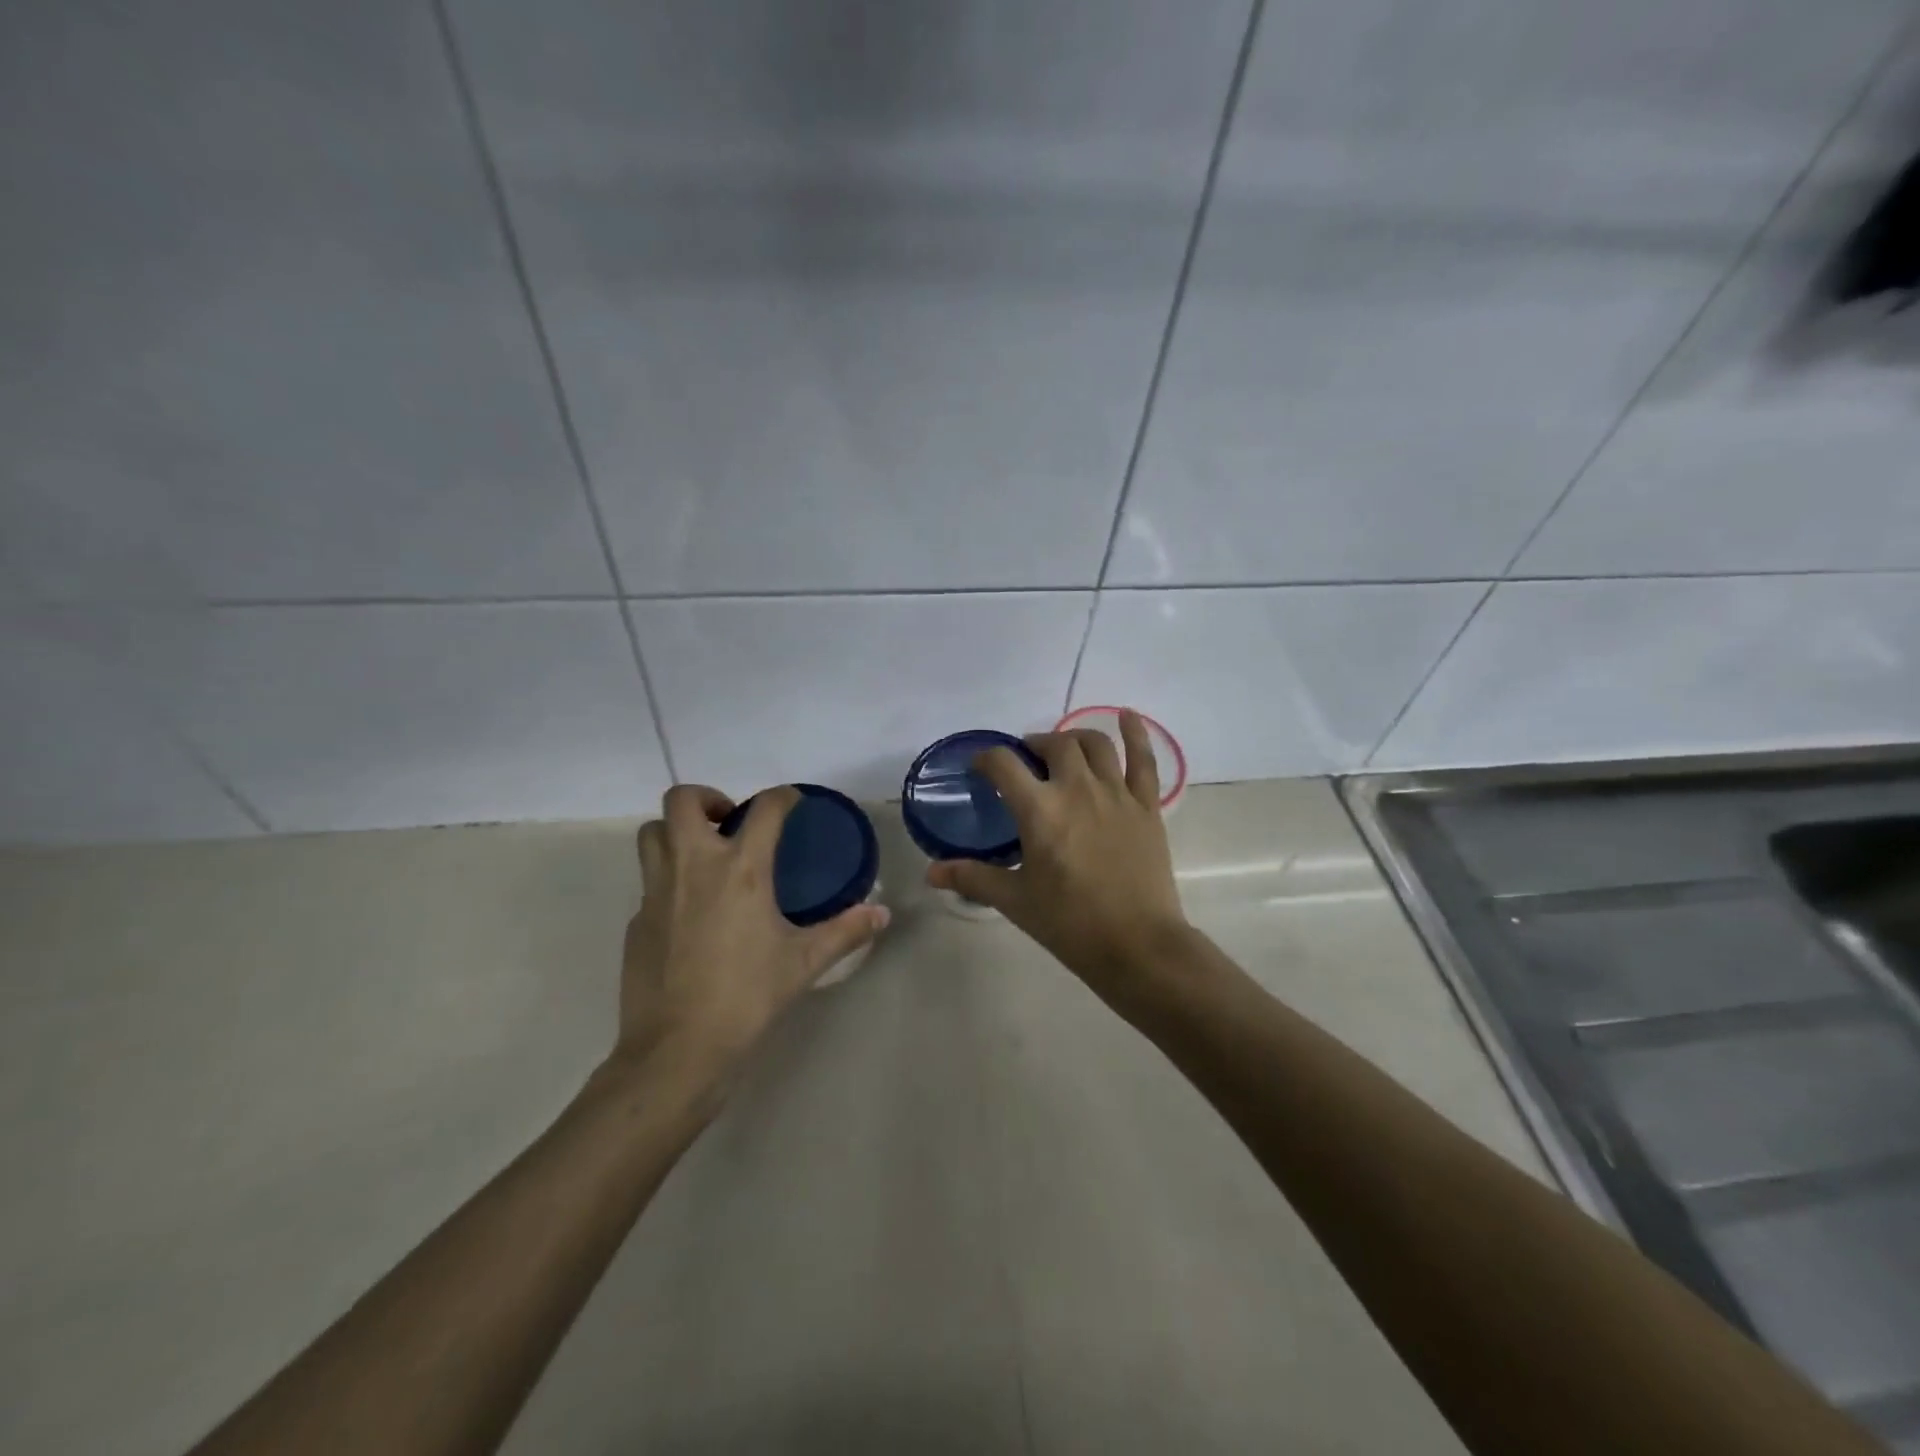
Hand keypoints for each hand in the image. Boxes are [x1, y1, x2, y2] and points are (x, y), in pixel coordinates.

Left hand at [615, 785, 889, 1086]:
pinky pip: (648, 881)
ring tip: (703, 854)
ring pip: (652, 834)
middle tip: (728, 822)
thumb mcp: (804, 962)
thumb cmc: (747, 997)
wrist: (677, 1050)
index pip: (764, 808)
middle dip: (706, 798)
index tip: (793, 802)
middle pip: (682, 801)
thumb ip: (846, 931)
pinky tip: (690, 911)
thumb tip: (882, 914)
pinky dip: (668, 879)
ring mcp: (657, 892)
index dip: (782, 797)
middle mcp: (693, 866)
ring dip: (676, 831)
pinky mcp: (636, 920)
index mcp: (741, 870)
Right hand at [927, 710, 1192, 1001]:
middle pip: (1053, 745)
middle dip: (1033, 746)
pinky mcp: (1146, 806)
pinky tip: (1126, 715)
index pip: (1003, 764)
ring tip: (1064, 748)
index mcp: (1040, 810)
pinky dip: (1135, 733)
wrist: (1137, 945)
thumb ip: (973, 878)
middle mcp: (1077, 789)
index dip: (986, 758)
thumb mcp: (1015, 901)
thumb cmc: (1070, 924)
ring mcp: (1116, 794)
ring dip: (1074, 738)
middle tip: (1025, 762)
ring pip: (1095, 744)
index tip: (980, 767)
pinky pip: (1143, 759)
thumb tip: (931, 873)